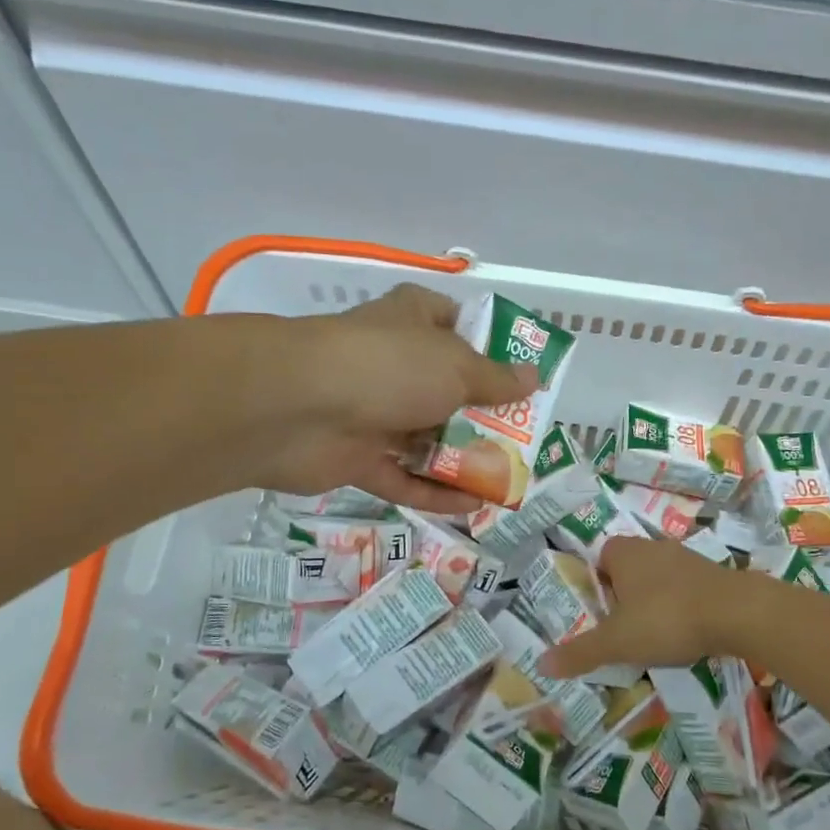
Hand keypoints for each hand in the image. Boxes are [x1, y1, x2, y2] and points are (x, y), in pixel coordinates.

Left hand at [250, 285, 535, 513]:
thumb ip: (496, 379)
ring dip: (463, 459)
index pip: (457, 324)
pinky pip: (404, 477)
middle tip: (525, 439)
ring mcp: (373, 411)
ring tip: (508, 479)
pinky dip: (434, 492)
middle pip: (448, 389)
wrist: (296, 407)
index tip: (524, 375)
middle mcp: (394, 363)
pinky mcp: (356, 457)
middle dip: (485, 414)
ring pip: (427, 437)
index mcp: (413, 322)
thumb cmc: (389, 367)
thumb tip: (533, 377)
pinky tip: (473, 507)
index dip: (491, 347)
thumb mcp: (456, 367)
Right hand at [541, 537, 752, 676]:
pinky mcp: (713, 573)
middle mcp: (653, 547)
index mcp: (624, 553)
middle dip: (624, 595)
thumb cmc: (666, 619)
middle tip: (623, 629)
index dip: (597, 584)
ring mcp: (686, 557)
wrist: (737, 612)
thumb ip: (580, 652)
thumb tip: (541, 665)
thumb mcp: (617, 642)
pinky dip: (682, 606)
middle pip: (629, 568)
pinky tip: (687, 632)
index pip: (600, 558)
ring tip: (655, 635)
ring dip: (655, 601)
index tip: (600, 614)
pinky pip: (686, 588)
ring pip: (659, 578)